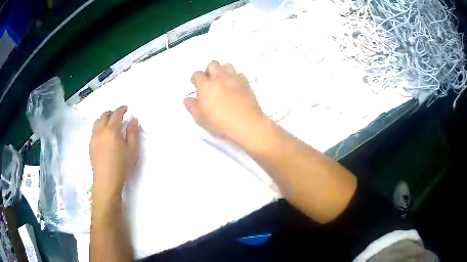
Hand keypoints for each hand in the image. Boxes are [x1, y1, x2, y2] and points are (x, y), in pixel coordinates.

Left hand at [90, 106, 138, 205]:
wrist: (106, 181)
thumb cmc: (122, 166)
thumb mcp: (132, 150)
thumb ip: (133, 133)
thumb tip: (133, 119)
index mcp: (112, 130)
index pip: (116, 114)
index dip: (121, 109)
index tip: (126, 108)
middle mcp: (100, 131)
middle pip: (104, 115)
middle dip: (112, 112)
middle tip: (118, 115)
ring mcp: (93, 138)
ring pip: (97, 122)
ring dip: (104, 118)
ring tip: (110, 123)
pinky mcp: (90, 145)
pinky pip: (94, 130)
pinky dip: (99, 126)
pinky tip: (104, 134)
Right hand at [183, 61, 265, 143]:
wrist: (247, 124)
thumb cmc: (222, 123)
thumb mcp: (201, 119)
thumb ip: (192, 107)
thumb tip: (187, 100)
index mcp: (206, 86)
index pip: (197, 74)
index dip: (195, 79)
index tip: (196, 84)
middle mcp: (220, 78)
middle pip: (212, 64)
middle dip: (209, 70)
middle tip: (209, 81)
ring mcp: (234, 79)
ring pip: (227, 65)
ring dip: (222, 70)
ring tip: (222, 81)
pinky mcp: (246, 83)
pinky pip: (239, 73)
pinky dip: (236, 77)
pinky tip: (235, 85)